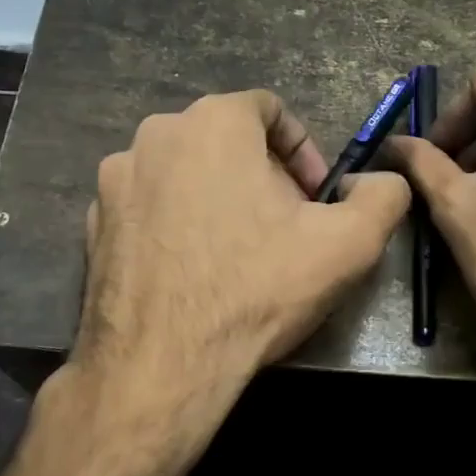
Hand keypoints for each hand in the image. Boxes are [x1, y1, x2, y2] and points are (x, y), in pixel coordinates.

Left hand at [61, 89, 409, 475]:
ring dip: (215, 196)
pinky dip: (173, 222)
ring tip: (235, 251)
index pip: (269, 110)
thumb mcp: (349, 244)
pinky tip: (190, 270)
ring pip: (183, 171)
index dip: (302, 150)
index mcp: (214, 121)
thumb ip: (383, 195)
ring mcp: (116, 177)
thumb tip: (382, 180)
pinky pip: (147, 205)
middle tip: (282, 227)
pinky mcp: (92, 220)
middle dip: (260, 175)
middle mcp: (156, 134)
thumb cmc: (256, 290)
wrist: (160, 365)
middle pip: (224, 140)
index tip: (314, 198)